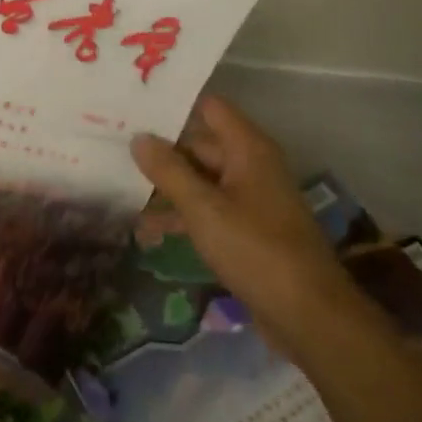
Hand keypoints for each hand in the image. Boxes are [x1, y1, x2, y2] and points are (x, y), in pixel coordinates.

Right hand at [130, 95, 349, 328]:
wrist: (308, 315)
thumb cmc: (255, 250)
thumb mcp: (203, 209)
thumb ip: (169, 171)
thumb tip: (139, 137)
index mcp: (248, 149)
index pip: (209, 108)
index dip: (174, 106)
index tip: (134, 108)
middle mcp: (251, 166)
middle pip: (200, 145)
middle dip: (161, 150)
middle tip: (113, 150)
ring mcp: (250, 199)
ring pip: (200, 180)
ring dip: (166, 187)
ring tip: (121, 191)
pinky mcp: (247, 230)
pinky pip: (208, 210)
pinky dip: (182, 215)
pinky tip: (148, 231)